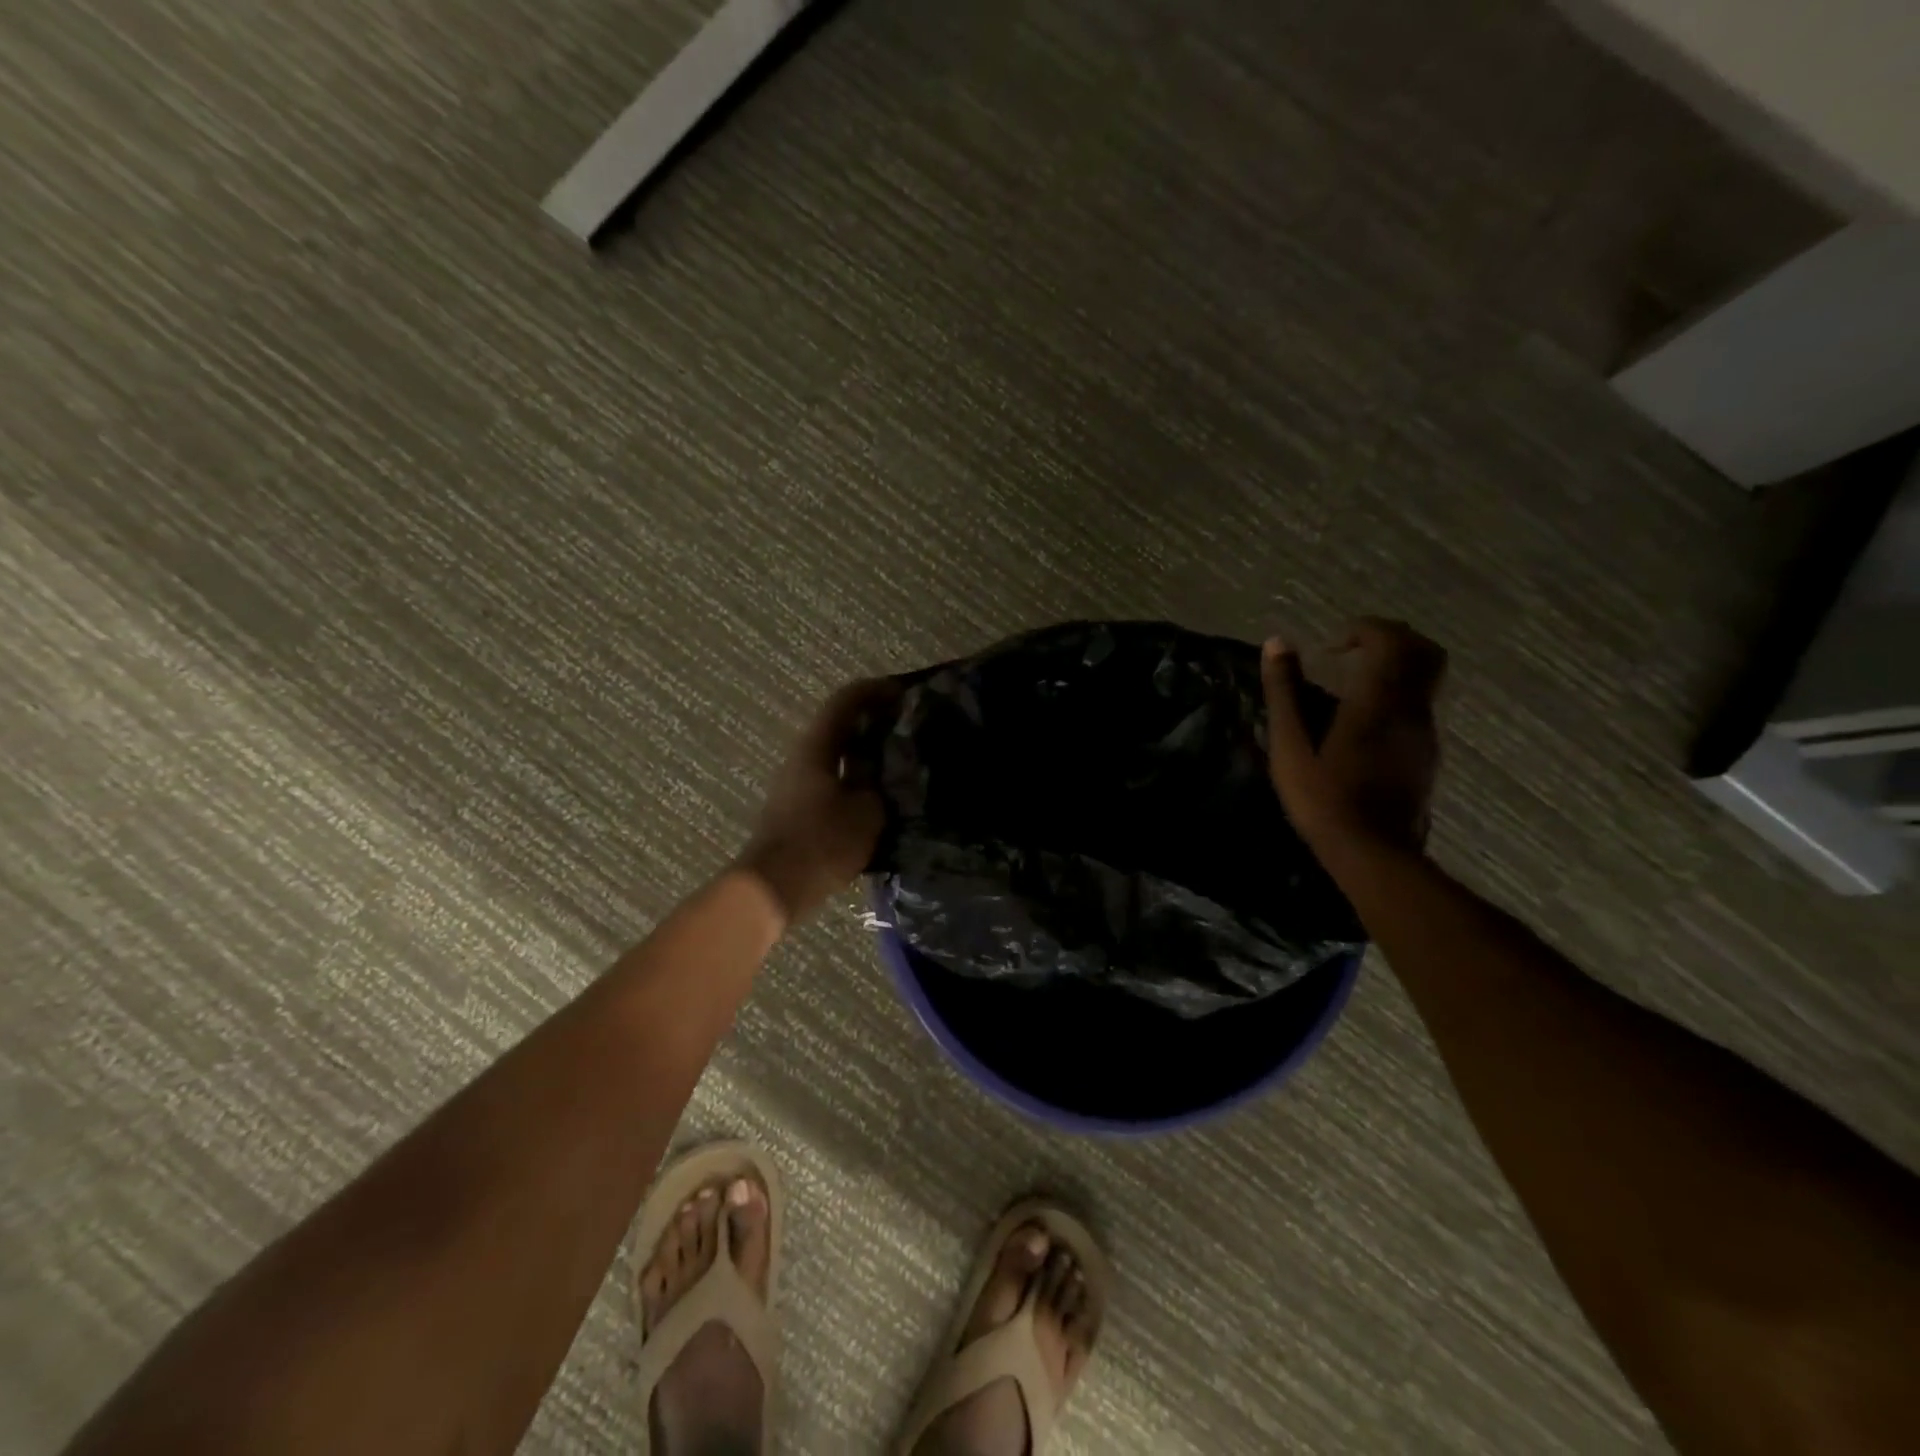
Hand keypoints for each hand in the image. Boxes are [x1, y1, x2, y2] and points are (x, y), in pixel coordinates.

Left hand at [736, 677, 898, 925]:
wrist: (774, 887)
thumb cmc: (822, 842)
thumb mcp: (866, 811)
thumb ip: (879, 784)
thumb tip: (886, 773)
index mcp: (816, 747)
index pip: (845, 701)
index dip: (875, 691)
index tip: (903, 693)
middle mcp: (801, 758)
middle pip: (839, 727)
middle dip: (873, 724)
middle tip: (907, 730)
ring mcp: (795, 785)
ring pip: (835, 757)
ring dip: (865, 755)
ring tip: (899, 765)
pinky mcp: (796, 810)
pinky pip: (831, 782)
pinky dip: (856, 780)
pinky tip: (878, 797)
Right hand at [1261, 618, 1446, 856]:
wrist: (1373, 852)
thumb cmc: (1323, 798)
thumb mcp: (1289, 746)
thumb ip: (1283, 693)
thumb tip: (1276, 644)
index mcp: (1377, 701)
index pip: (1390, 640)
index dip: (1363, 629)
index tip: (1331, 646)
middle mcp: (1410, 709)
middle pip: (1424, 651)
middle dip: (1391, 638)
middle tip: (1353, 650)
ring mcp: (1424, 732)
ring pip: (1427, 678)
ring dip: (1396, 666)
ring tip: (1354, 683)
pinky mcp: (1427, 754)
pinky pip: (1420, 705)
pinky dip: (1398, 694)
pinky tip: (1364, 720)